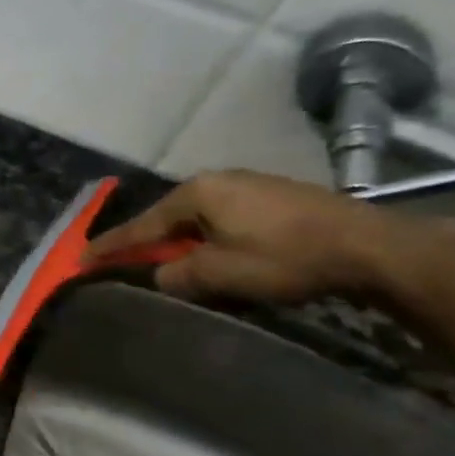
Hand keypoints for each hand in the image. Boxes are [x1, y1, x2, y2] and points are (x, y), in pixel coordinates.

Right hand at [87, 169, 450, 305]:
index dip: (110, 246)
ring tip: (168, 262)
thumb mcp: (220, 274)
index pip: (141, 225)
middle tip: (122, 262)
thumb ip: (177, 274)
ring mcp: (249, 186)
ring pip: (197, 219)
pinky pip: (222, 219)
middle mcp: (218, 181)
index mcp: (197, 194)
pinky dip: (208, 238)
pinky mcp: (274, 198)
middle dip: (146, 241)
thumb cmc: (287, 257)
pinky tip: (214, 254)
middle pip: (167, 217)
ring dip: (180, 242)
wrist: (374, 247)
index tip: (80, 259)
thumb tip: (162, 274)